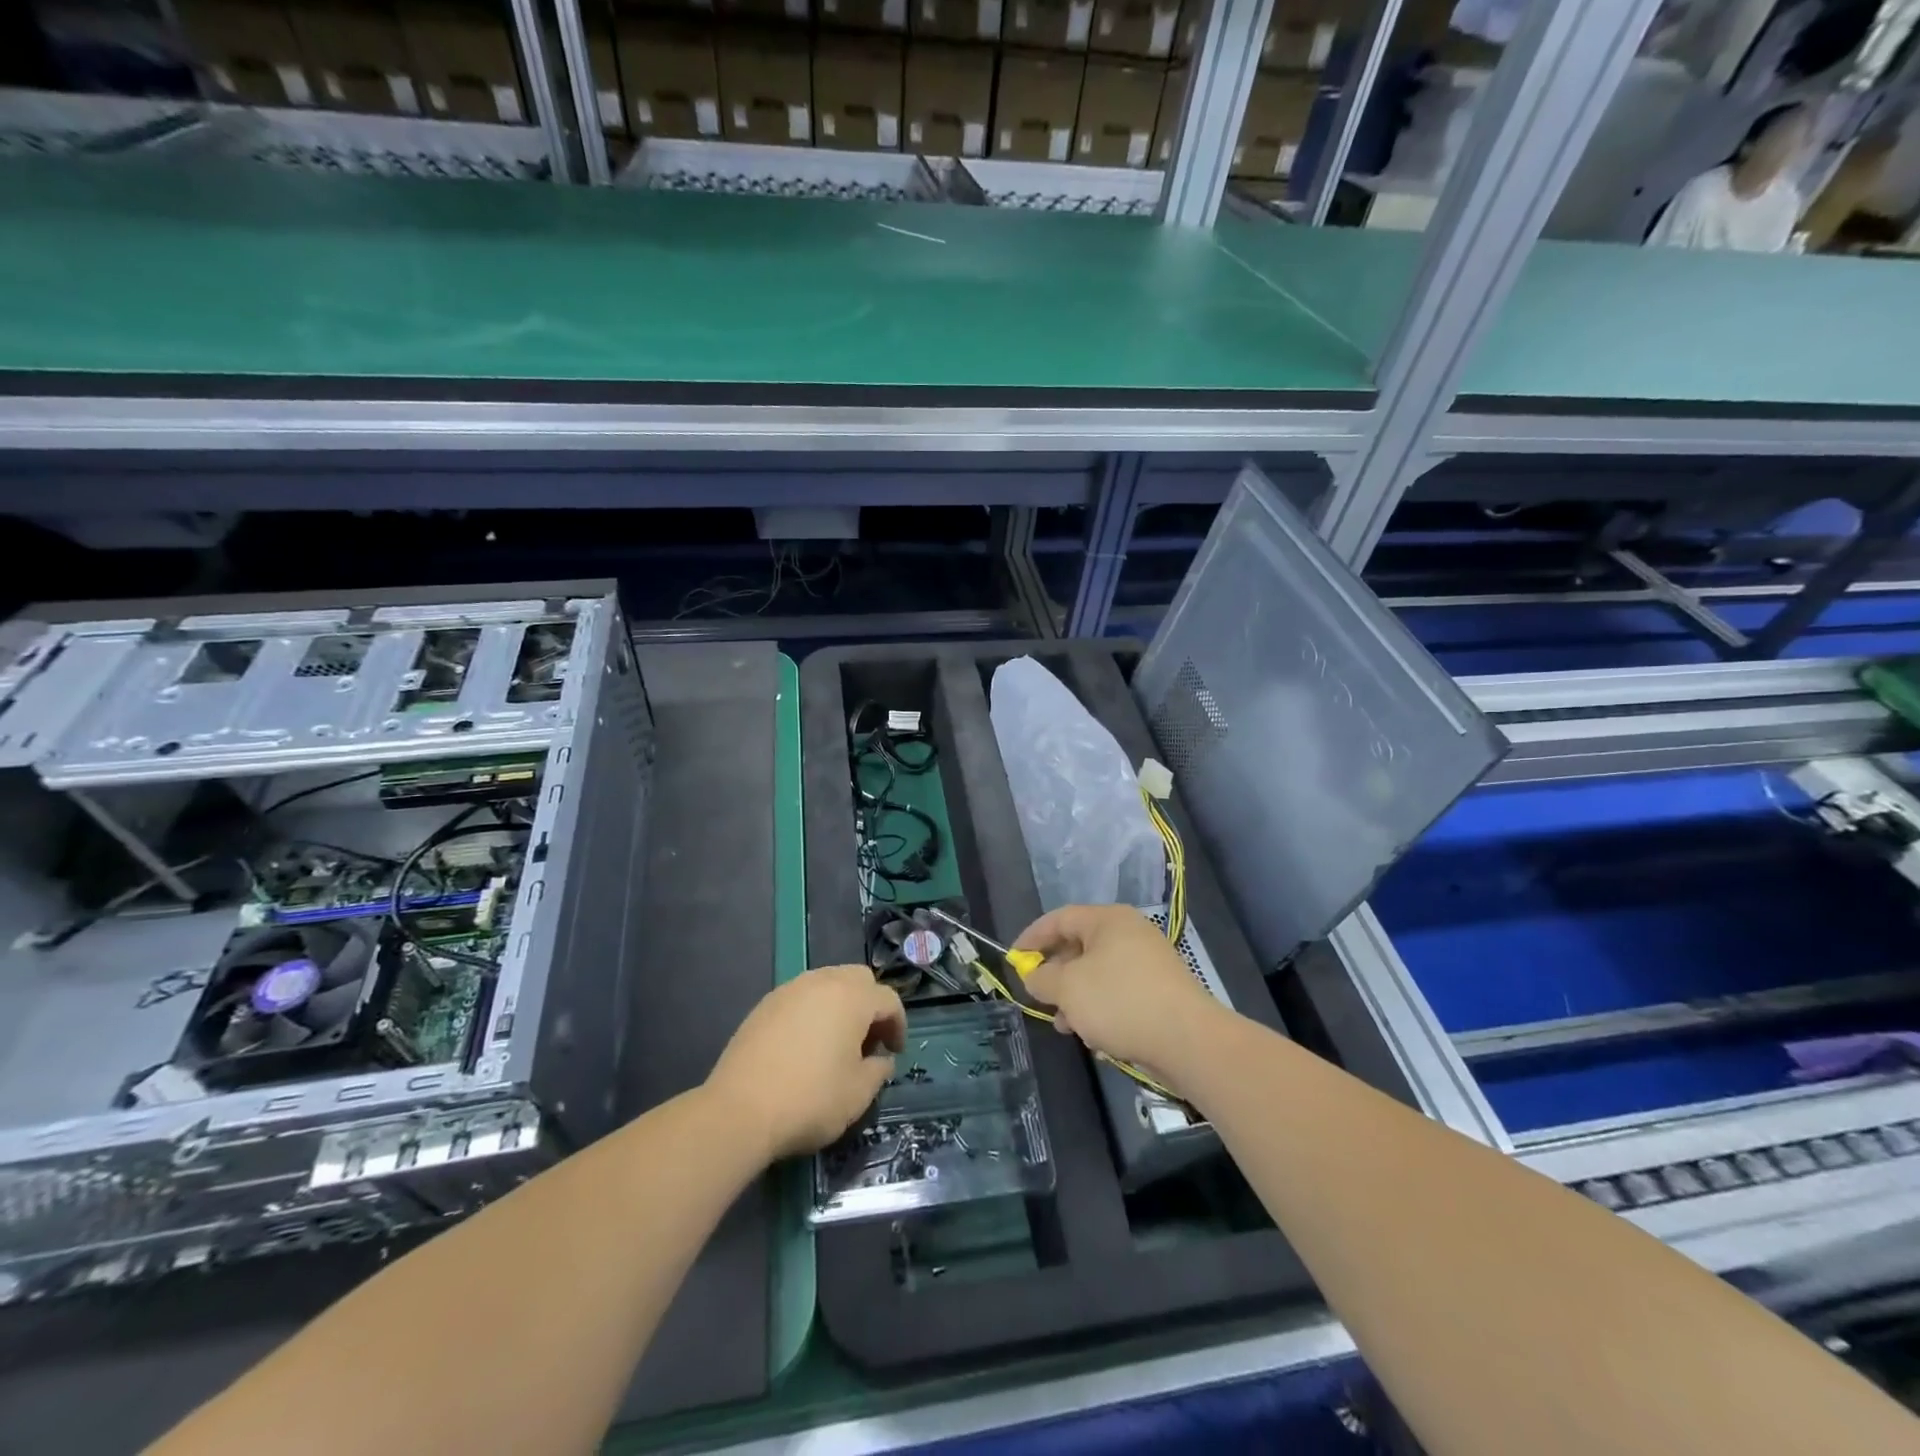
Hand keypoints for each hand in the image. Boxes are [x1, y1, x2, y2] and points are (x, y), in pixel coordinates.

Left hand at [705, 964, 905, 1161]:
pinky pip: (801, 997)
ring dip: (841, 1005)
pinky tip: (806, 1045)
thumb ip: (878, 1070)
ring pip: (828, 982)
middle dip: (870, 1005)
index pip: (888, 999)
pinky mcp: (765, 1005)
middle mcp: (823, 982)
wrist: (740, 1110)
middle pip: (858, 979)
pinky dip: (813, 1011)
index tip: (894, 1053)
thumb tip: (881, 1060)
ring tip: (837, 1042)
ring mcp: (790, 990)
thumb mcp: (858, 1094)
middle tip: (869, 1040)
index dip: (898, 1025)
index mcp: (852, 997)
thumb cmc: (810, 1099)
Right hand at [1016, 905, 1224, 1075]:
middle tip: (1040, 998)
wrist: (1188, 1040)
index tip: (1014, 959)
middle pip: (1079, 947)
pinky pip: (1119, 994)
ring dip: (1076, 998)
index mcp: (1108, 920)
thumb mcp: (1068, 988)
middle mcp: (1130, 933)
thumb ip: (1042, 978)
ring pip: (1098, 974)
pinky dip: (1102, 1010)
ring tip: (1066, 1027)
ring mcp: (1148, 962)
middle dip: (1056, 975)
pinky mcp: (1161, 991)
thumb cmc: (1120, 1001)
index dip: (1032, 937)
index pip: (1059, 918)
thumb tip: (1034, 975)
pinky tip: (1097, 1039)